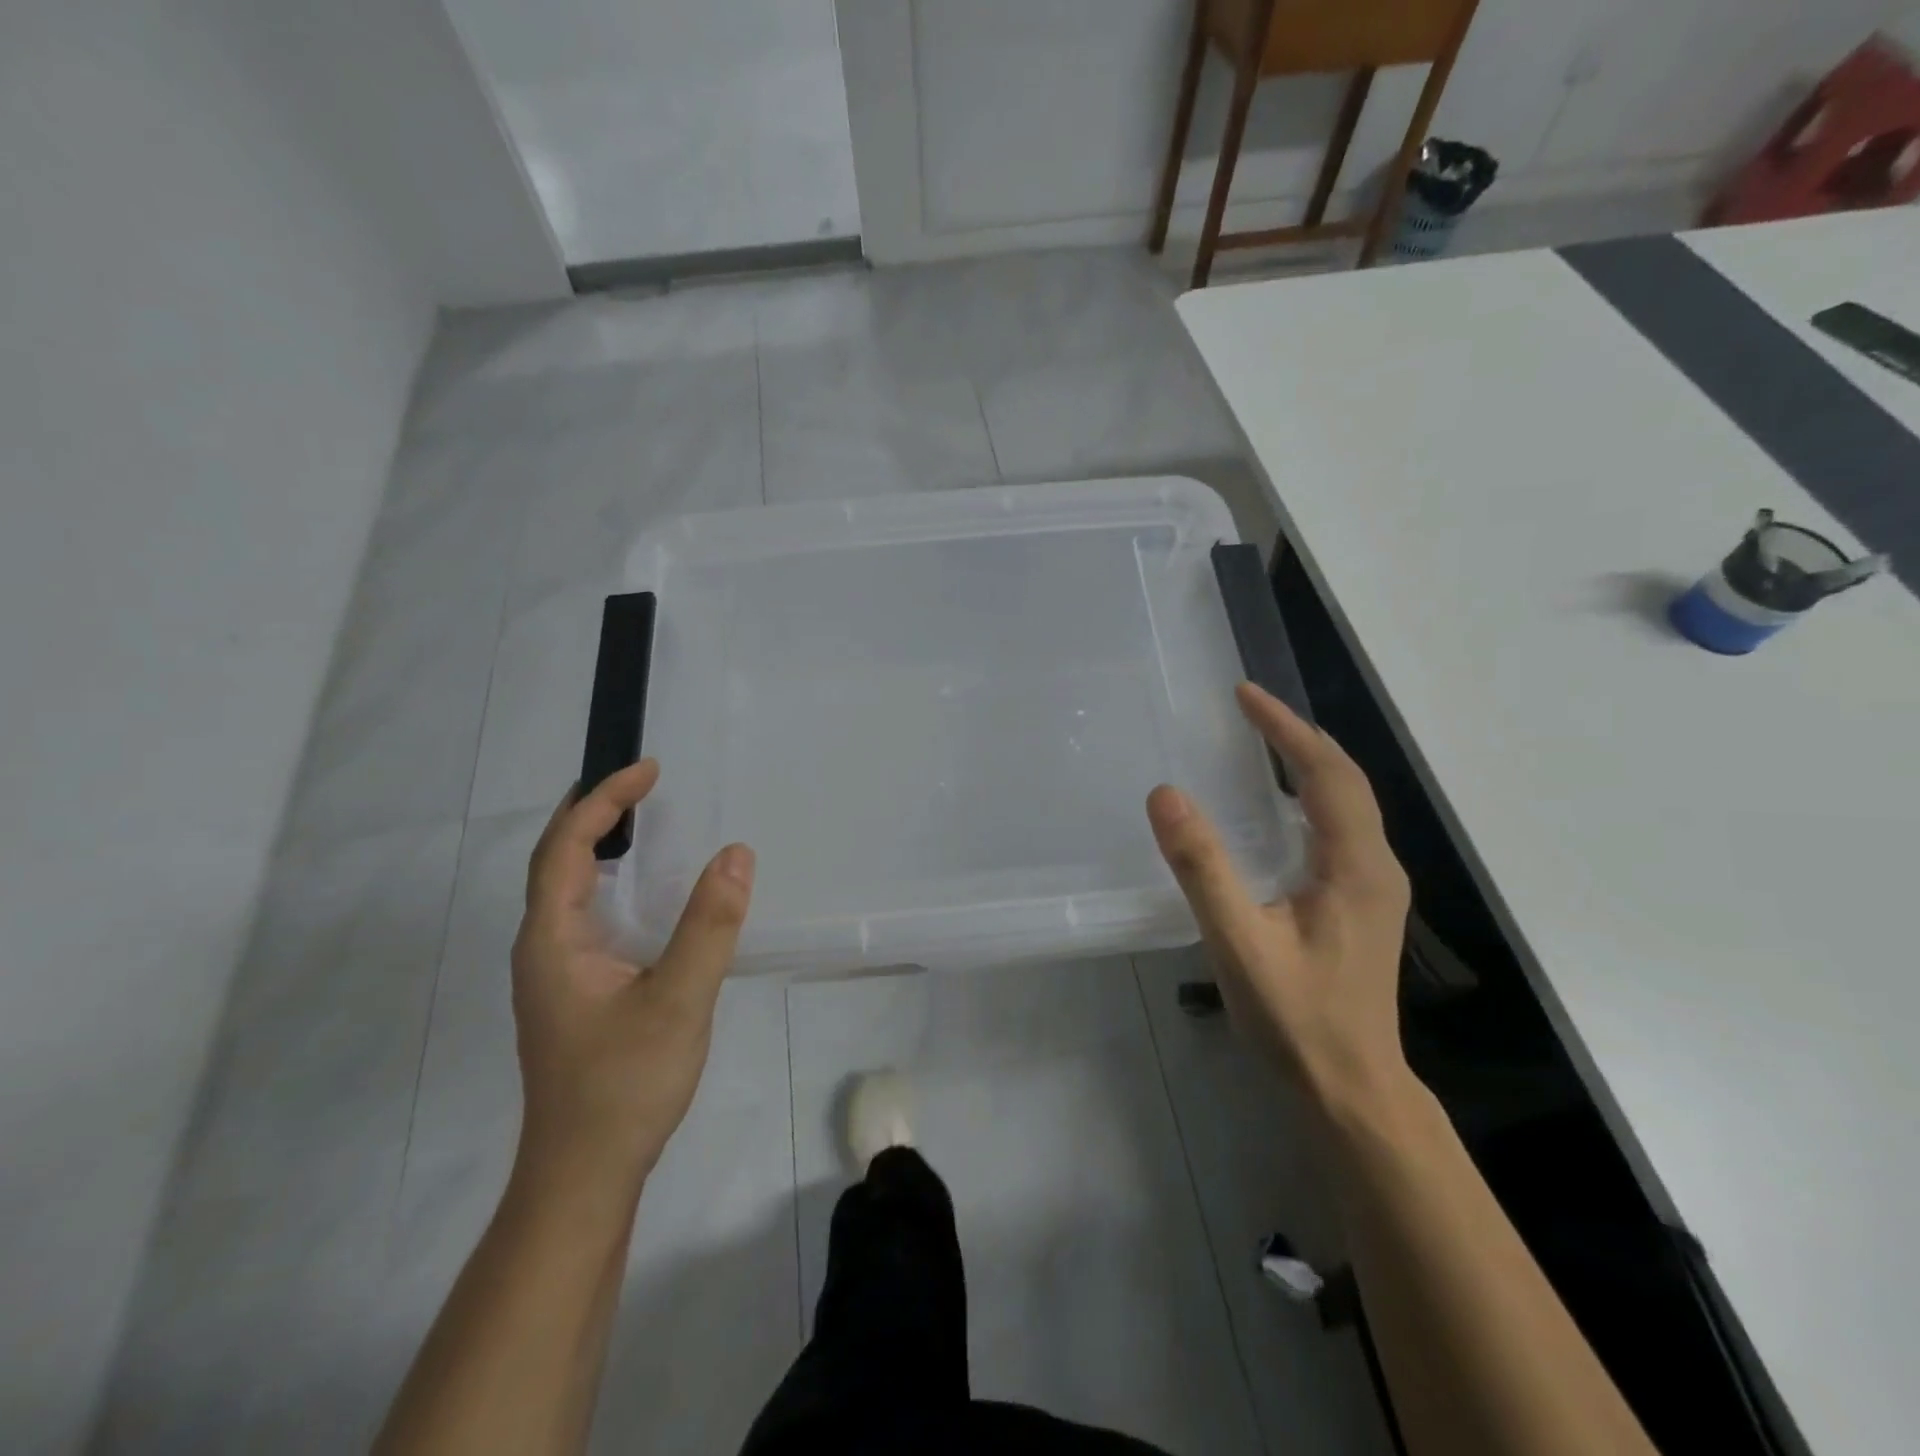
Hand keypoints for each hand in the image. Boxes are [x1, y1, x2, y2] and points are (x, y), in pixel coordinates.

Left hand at [510, 760, 754, 1188]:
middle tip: (641, 783)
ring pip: (566, 890)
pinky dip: (608, 880)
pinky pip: (584, 915)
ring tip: (637, 817)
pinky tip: (639, 891)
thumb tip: (736, 854)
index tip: (648, 770)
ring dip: (597, 844)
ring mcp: (554, 974)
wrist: (584, 1175)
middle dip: (594, 812)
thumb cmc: (624, 1085)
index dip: (602, 800)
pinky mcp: (573, 993)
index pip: (565, 848)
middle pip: (556, 861)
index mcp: (552, 940)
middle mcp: (542, 948)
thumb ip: (709, 925)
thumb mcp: (679, 1000)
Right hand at [1147, 683, 1412, 1116]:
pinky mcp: (1361, 905)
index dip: (1286, 728)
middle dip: (1297, 736)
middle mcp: (1376, 866)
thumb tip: (1166, 795)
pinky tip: (1273, 811)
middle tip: (1248, 710)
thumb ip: (1203, 868)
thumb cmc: (1298, 1019)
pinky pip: (1337, 830)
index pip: (1326, 773)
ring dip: (1306, 764)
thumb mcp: (1239, 942)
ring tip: (1260, 742)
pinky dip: (1307, 798)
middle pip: (1344, 780)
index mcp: (1356, 866)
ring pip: (1345, 804)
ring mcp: (1374, 887)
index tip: (1245, 695)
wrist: (1352, 1090)